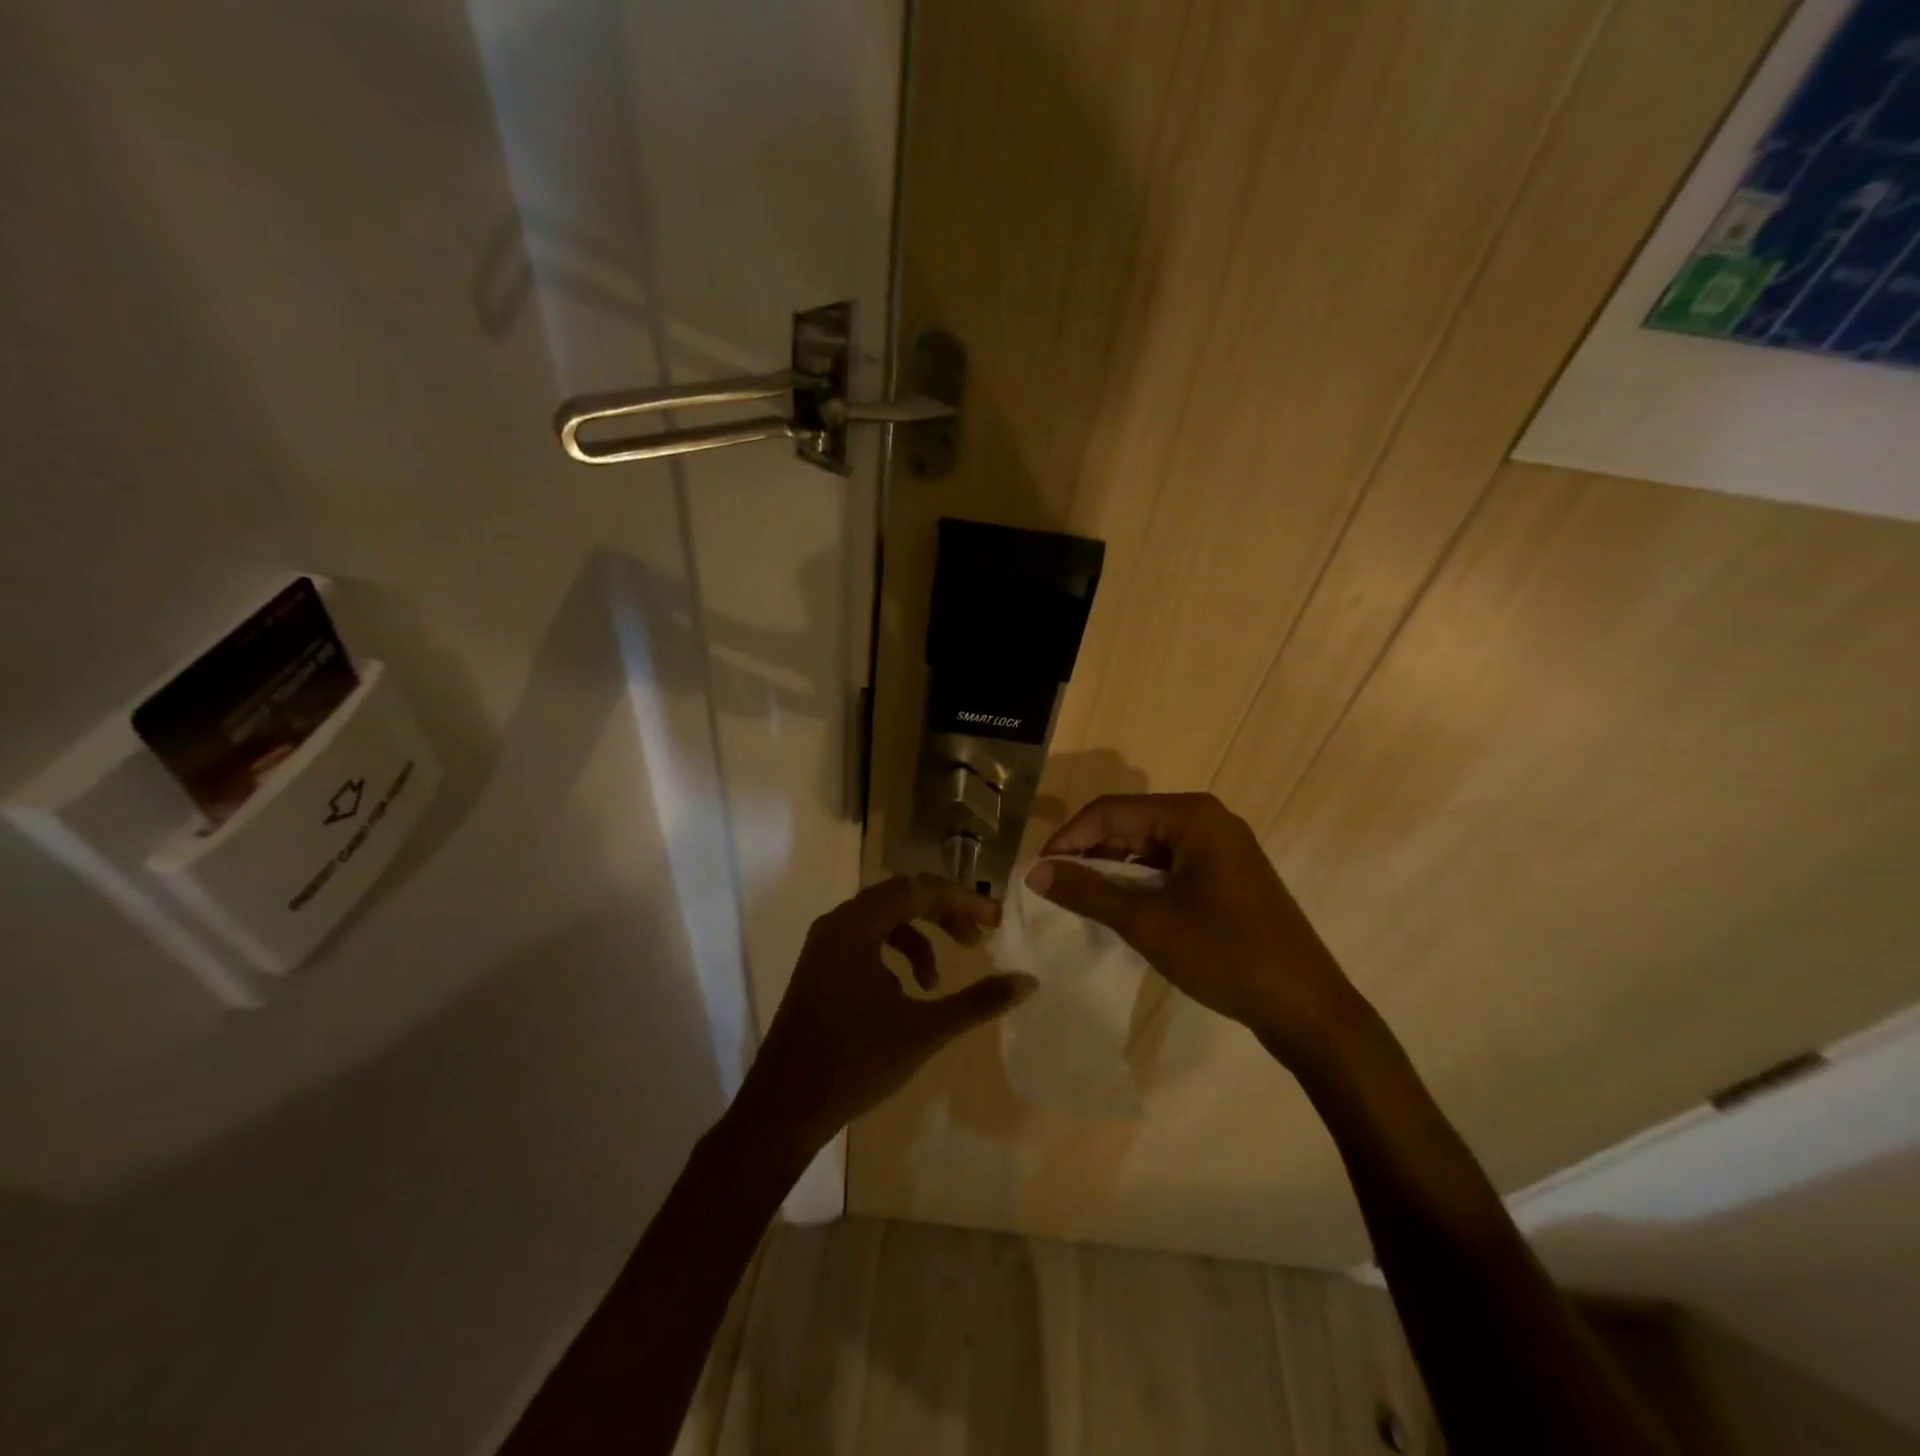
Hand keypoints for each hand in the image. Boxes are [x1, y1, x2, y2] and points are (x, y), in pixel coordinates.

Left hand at [731, 875, 1035, 1159]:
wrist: (784, 1109)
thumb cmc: (854, 1062)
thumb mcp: (924, 1031)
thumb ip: (977, 1002)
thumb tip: (1028, 982)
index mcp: (856, 926)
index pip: (917, 890)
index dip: (960, 900)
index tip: (995, 921)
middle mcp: (837, 924)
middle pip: (899, 897)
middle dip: (942, 913)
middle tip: (977, 938)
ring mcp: (823, 946)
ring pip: (882, 920)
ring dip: (918, 938)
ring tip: (937, 981)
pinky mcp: (819, 969)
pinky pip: (865, 942)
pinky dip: (893, 955)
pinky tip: (906, 992)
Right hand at [1027, 793, 1366, 1067]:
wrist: (1306, 1007)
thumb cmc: (1224, 954)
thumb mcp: (1147, 921)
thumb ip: (1087, 891)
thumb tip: (1033, 872)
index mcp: (1191, 816)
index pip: (1111, 811)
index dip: (1069, 837)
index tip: (1038, 871)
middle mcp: (1207, 820)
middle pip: (1130, 825)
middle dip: (1090, 854)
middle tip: (1054, 888)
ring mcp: (1221, 848)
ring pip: (1149, 848)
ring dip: (1113, 871)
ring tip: (1080, 901)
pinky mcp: (1227, 876)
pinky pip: (1170, 867)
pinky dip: (1140, 883)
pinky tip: (1120, 909)